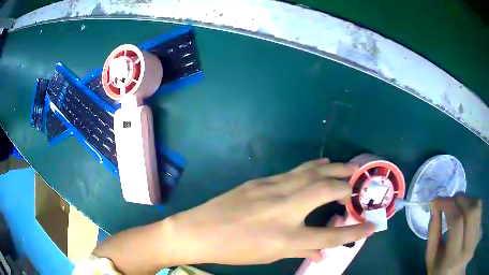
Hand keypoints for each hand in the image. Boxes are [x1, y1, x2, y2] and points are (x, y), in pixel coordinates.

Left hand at [167, 159, 374, 264]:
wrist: (199, 231)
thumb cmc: (234, 250)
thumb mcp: (269, 256)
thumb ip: (300, 251)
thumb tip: (322, 251)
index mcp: (286, 237)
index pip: (330, 235)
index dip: (355, 231)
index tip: (373, 226)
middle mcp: (285, 209)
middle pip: (325, 190)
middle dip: (347, 184)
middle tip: (359, 181)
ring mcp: (272, 190)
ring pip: (311, 173)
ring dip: (333, 168)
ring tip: (348, 166)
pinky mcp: (261, 181)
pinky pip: (294, 172)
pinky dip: (312, 168)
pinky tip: (320, 165)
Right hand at [426, 195, 481, 274]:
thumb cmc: (441, 272)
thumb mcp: (433, 260)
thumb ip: (433, 234)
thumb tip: (434, 207)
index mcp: (452, 260)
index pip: (457, 222)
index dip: (448, 204)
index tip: (438, 200)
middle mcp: (467, 247)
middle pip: (471, 210)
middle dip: (460, 199)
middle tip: (451, 201)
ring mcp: (475, 237)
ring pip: (478, 206)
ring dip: (468, 201)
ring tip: (460, 206)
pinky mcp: (478, 229)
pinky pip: (480, 210)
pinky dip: (473, 206)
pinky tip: (468, 213)